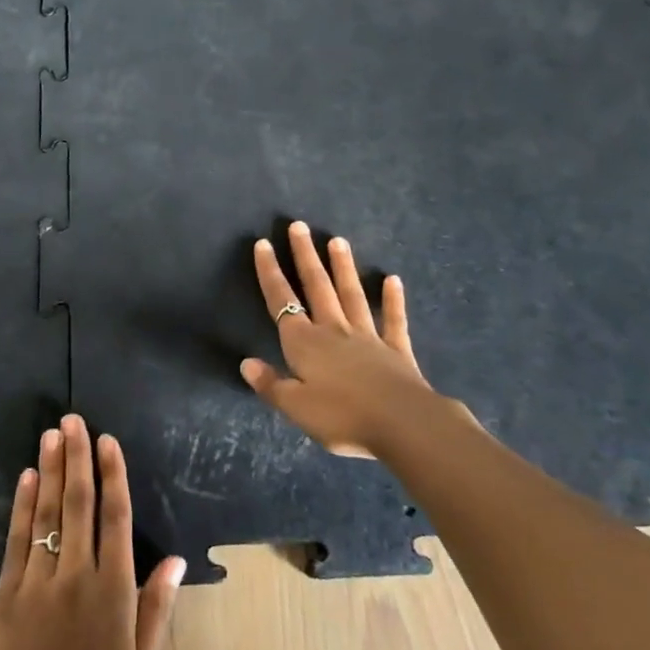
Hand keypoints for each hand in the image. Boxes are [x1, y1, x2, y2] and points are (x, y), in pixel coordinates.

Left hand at [0, 414, 186, 649]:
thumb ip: (156, 609)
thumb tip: (175, 559)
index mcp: (114, 593)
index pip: (116, 518)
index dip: (113, 475)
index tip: (108, 441)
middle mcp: (76, 576)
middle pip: (78, 504)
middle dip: (77, 457)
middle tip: (72, 420)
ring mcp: (36, 583)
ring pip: (46, 513)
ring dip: (49, 470)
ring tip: (51, 434)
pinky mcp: (5, 596)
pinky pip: (15, 540)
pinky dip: (21, 506)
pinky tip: (26, 478)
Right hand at [240, 220, 440, 456]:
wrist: (403, 424)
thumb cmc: (343, 416)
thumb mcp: (296, 407)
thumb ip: (270, 384)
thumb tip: (245, 362)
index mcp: (304, 343)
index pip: (282, 302)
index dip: (270, 273)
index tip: (263, 243)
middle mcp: (333, 330)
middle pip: (317, 287)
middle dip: (305, 256)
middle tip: (299, 225)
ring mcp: (368, 337)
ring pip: (352, 294)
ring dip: (343, 267)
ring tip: (338, 240)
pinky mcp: (397, 350)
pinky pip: (393, 320)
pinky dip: (393, 299)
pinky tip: (393, 280)